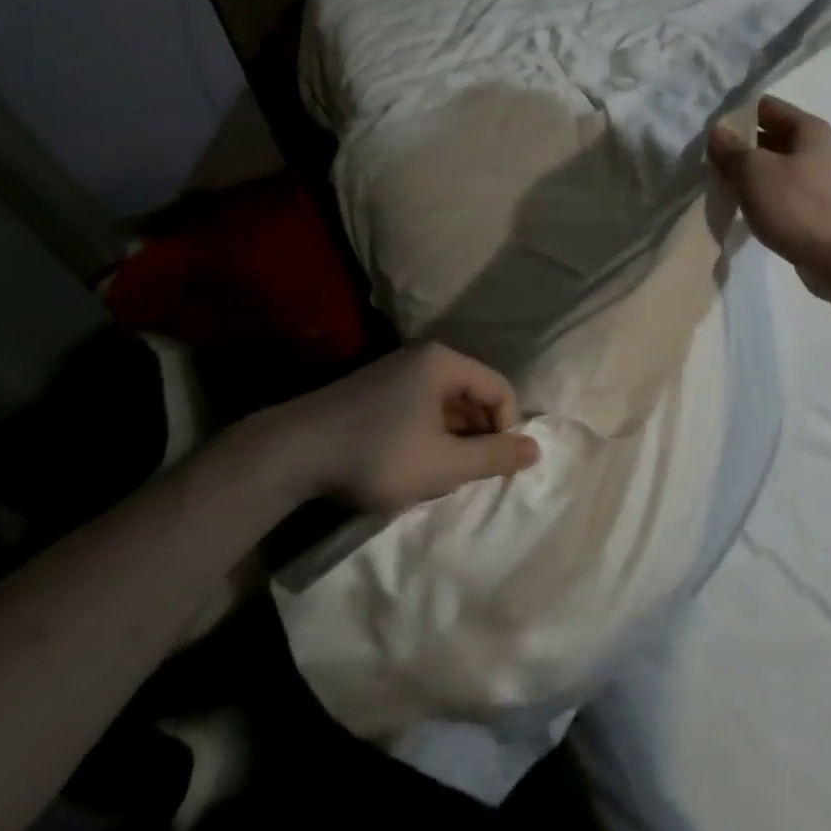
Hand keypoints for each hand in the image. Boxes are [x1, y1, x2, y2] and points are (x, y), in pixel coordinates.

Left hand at [280, 343, 539, 513]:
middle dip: (478, 434)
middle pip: (474, 393)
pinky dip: (429, 433)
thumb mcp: (443, 464)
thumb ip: (493, 457)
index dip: (506, 429)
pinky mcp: (377, 388)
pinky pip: (422, 406)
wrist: (294, 451)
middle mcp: (424, 357)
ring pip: (447, 403)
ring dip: (453, 437)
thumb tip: (536, 449)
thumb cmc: (378, 454)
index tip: (490, 466)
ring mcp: (397, 370)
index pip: (500, 388)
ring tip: (439, 472)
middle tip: (465, 473)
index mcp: (444, 363)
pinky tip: (412, 462)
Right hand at [708, 96, 830, 291]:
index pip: (765, 106)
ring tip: (721, 184)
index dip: (735, 113)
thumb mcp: (754, 172)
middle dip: (739, 146)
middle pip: (769, 136)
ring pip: (774, 166)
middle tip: (708, 158)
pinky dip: (763, 195)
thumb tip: (717, 132)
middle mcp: (818, 148)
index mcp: (808, 129)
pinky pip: (783, 191)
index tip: (708, 129)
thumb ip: (731, 149)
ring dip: (749, 173)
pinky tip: (744, 207)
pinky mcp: (818, 207)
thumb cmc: (797, 206)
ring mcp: (820, 179)